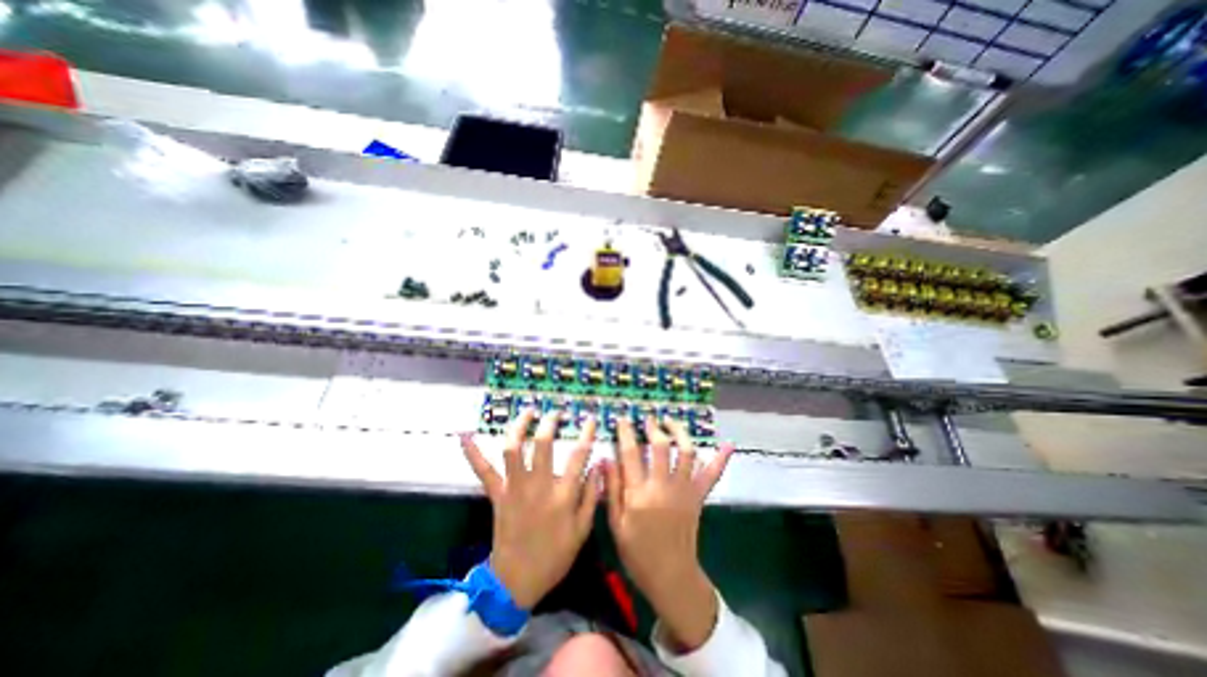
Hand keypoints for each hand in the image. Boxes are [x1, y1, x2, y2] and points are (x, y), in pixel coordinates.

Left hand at [462, 411, 600, 611]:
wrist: (516, 581)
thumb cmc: (554, 556)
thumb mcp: (582, 530)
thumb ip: (591, 496)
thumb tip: (599, 465)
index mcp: (562, 495)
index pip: (579, 455)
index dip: (587, 434)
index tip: (591, 419)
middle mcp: (538, 486)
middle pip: (543, 444)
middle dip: (550, 423)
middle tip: (556, 413)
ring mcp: (514, 488)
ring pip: (513, 449)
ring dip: (519, 426)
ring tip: (528, 412)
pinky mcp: (497, 495)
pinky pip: (483, 471)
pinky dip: (473, 453)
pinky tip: (465, 436)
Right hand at [609, 419, 729, 649]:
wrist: (671, 576)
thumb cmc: (638, 552)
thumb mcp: (616, 524)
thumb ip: (612, 489)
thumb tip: (605, 459)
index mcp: (639, 494)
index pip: (631, 453)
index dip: (626, 432)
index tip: (623, 419)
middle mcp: (663, 486)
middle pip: (660, 446)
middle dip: (653, 427)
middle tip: (648, 418)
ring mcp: (684, 490)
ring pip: (685, 452)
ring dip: (679, 432)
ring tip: (671, 422)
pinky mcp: (698, 497)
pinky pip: (712, 474)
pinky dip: (720, 459)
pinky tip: (728, 445)